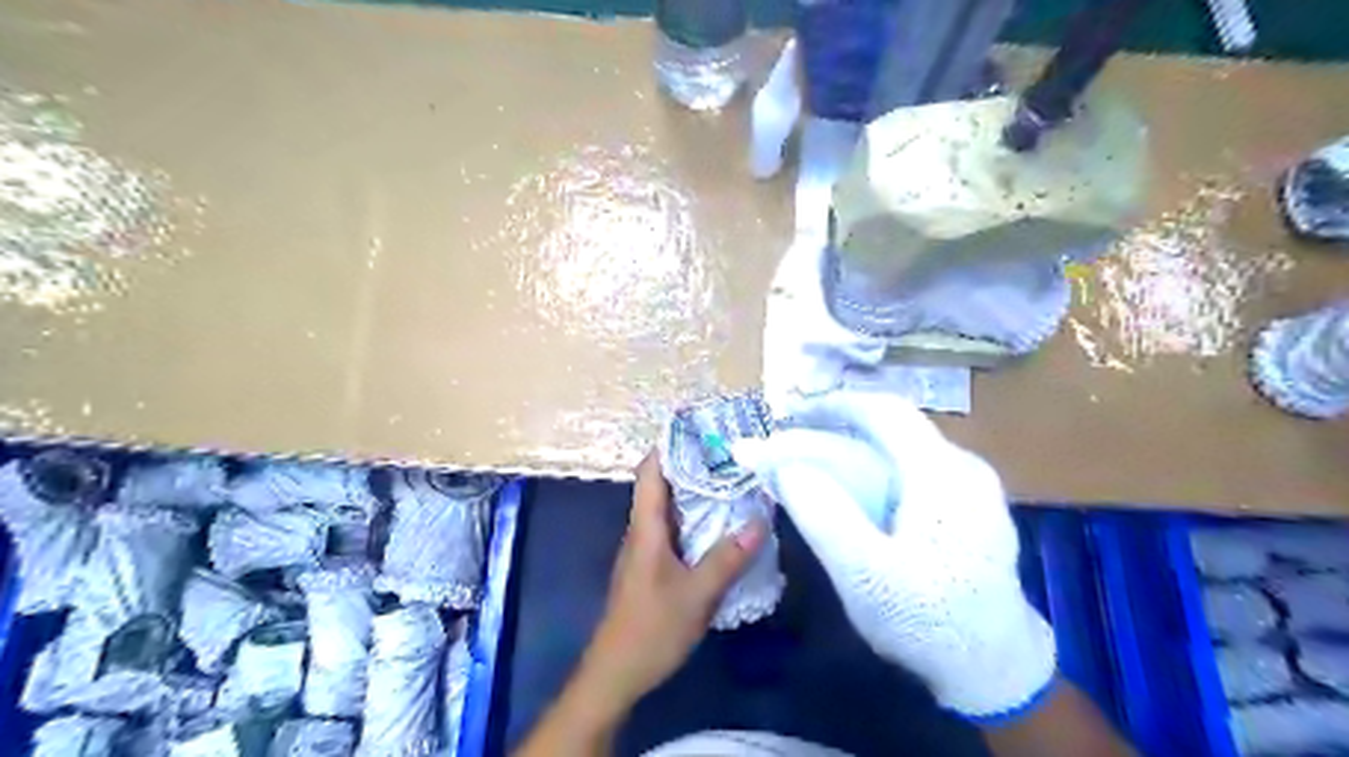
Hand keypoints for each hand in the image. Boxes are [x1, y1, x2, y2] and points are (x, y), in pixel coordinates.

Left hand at [577, 451, 769, 712]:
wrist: (616, 673)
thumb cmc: (651, 629)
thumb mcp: (696, 594)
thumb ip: (727, 558)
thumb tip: (760, 520)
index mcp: (646, 527)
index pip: (651, 471)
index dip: (671, 445)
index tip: (702, 428)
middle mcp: (643, 530)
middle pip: (663, 484)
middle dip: (693, 465)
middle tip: (731, 453)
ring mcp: (646, 549)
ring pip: (670, 508)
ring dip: (696, 492)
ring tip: (733, 480)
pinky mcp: (653, 567)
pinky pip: (675, 530)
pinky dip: (696, 519)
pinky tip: (721, 525)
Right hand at [733, 391, 1059, 719]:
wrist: (996, 670)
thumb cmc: (929, 621)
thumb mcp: (865, 574)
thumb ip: (823, 514)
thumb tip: (786, 465)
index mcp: (943, 473)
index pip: (885, 411)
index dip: (834, 404)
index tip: (792, 412)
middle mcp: (963, 467)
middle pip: (893, 430)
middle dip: (838, 431)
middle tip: (794, 446)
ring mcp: (972, 487)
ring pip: (903, 450)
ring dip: (854, 451)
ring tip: (815, 468)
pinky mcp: (970, 508)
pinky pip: (914, 472)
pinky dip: (876, 471)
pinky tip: (855, 495)